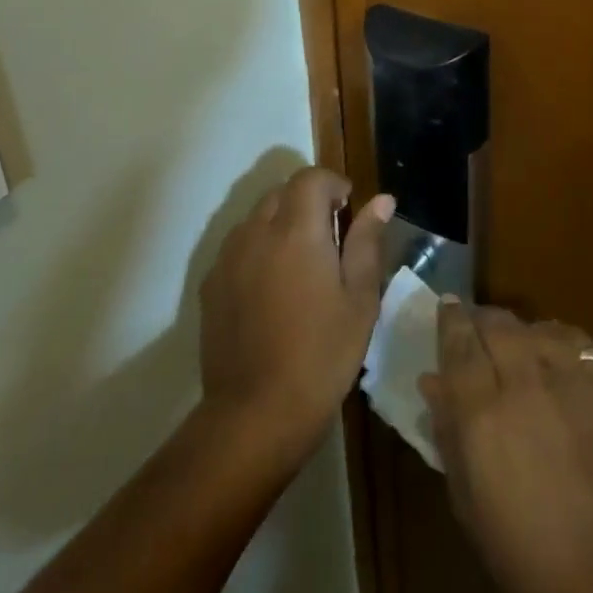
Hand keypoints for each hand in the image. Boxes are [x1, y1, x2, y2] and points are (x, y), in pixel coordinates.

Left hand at [198, 166, 394, 466]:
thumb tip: (381, 200)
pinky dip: (258, 250)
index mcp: (297, 230)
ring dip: (281, 224)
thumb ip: (367, 241)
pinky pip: (238, 247)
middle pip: (282, 193)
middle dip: (308, 202)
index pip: (311, 178)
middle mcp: (257, 232)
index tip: (348, 210)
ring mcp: (228, 258)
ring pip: (257, 218)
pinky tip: (272, 290)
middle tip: (330, 239)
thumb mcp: (359, 299)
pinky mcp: (211, 285)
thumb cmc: (321, 354)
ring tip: (301, 265)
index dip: (333, 184)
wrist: (255, 414)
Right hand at [420, 303, 592, 592]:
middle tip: (475, 332)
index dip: (450, 319)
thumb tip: (432, 382)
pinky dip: (555, 337)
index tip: (446, 306)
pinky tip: (552, 351)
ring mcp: (566, 375)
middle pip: (494, 322)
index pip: (459, 342)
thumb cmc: (525, 550)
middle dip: (480, 320)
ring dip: (516, 330)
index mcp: (481, 411)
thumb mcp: (467, 501)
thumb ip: (447, 433)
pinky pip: (572, 337)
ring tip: (514, 344)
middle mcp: (521, 379)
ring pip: (531, 324)